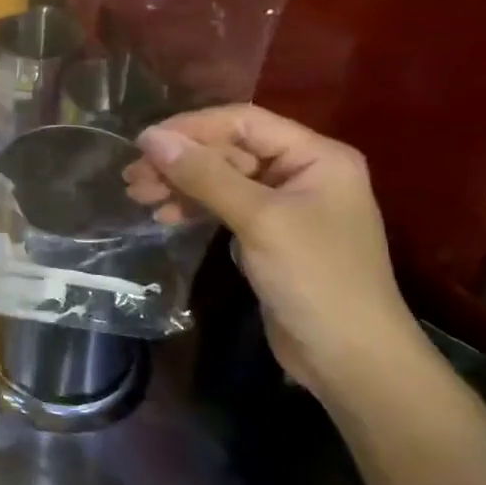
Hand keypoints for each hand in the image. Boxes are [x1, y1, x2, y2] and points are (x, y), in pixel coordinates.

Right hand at [125, 105, 430, 398]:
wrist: (352, 362)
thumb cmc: (315, 279)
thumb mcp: (258, 220)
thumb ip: (204, 175)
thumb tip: (150, 137)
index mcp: (316, 156)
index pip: (243, 122)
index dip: (191, 128)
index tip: (144, 143)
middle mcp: (302, 172)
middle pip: (229, 150)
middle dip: (180, 161)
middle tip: (133, 177)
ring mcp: (286, 205)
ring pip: (221, 178)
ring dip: (180, 184)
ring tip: (138, 195)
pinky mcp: (269, 235)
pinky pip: (224, 206)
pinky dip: (193, 208)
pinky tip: (164, 216)